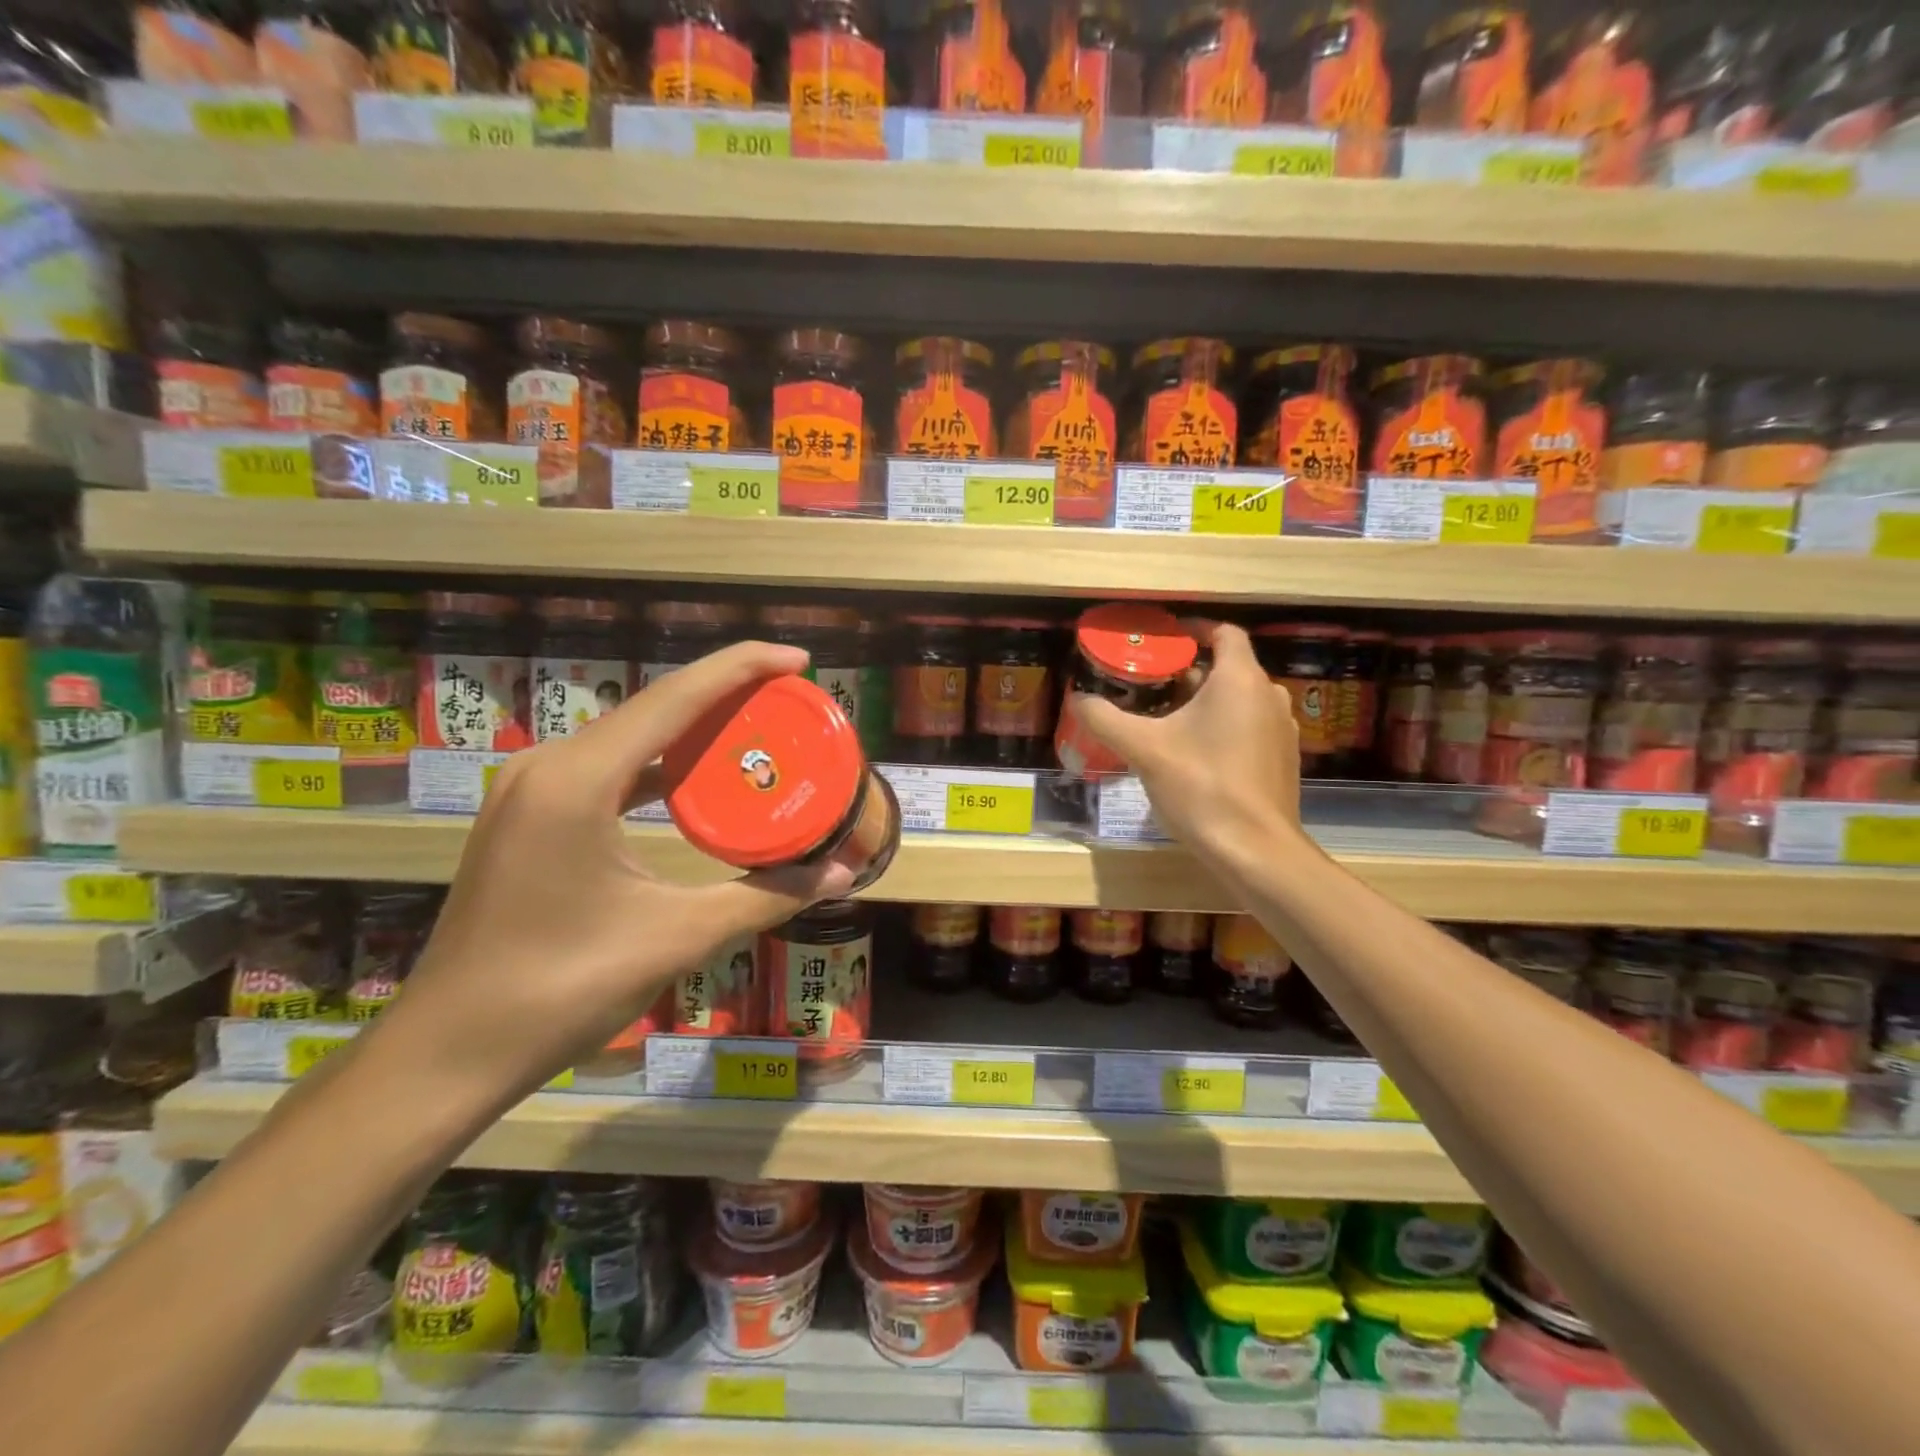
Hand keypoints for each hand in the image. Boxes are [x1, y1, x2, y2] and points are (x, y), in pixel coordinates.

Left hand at [366, 642, 852, 1110]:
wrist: (450, 1050)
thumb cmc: (561, 989)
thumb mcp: (677, 937)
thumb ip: (766, 897)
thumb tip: (842, 872)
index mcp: (579, 780)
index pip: (676, 697)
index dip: (742, 668)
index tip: (799, 658)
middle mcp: (549, 766)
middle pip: (654, 707)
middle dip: (726, 694)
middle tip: (791, 700)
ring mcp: (531, 789)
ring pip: (631, 735)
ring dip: (694, 727)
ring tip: (756, 728)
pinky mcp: (528, 815)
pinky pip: (610, 767)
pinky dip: (661, 763)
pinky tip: (696, 778)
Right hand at [1069, 621, 1301, 862]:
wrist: (1255, 850)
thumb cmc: (1202, 786)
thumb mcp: (1144, 749)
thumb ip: (1106, 719)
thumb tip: (1077, 699)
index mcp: (1240, 679)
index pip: (1224, 633)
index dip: (1193, 630)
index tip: (1163, 640)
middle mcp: (1268, 695)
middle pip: (1227, 667)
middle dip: (1187, 672)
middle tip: (1148, 685)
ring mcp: (1280, 729)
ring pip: (1238, 699)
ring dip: (1204, 702)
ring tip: (1165, 719)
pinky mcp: (1281, 759)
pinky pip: (1248, 727)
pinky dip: (1222, 727)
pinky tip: (1193, 753)